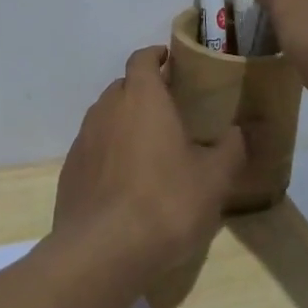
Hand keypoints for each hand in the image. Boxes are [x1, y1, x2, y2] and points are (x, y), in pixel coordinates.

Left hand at [52, 47, 245, 277]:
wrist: (102, 251)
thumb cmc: (166, 203)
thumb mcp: (214, 179)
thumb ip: (229, 149)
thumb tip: (238, 131)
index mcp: (143, 99)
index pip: (142, 59)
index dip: (156, 55)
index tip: (171, 61)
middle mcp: (107, 110)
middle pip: (123, 86)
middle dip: (143, 91)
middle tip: (169, 109)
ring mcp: (83, 140)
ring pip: (105, 117)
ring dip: (125, 122)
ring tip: (149, 145)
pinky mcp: (70, 170)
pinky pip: (93, 148)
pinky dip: (109, 151)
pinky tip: (125, 179)